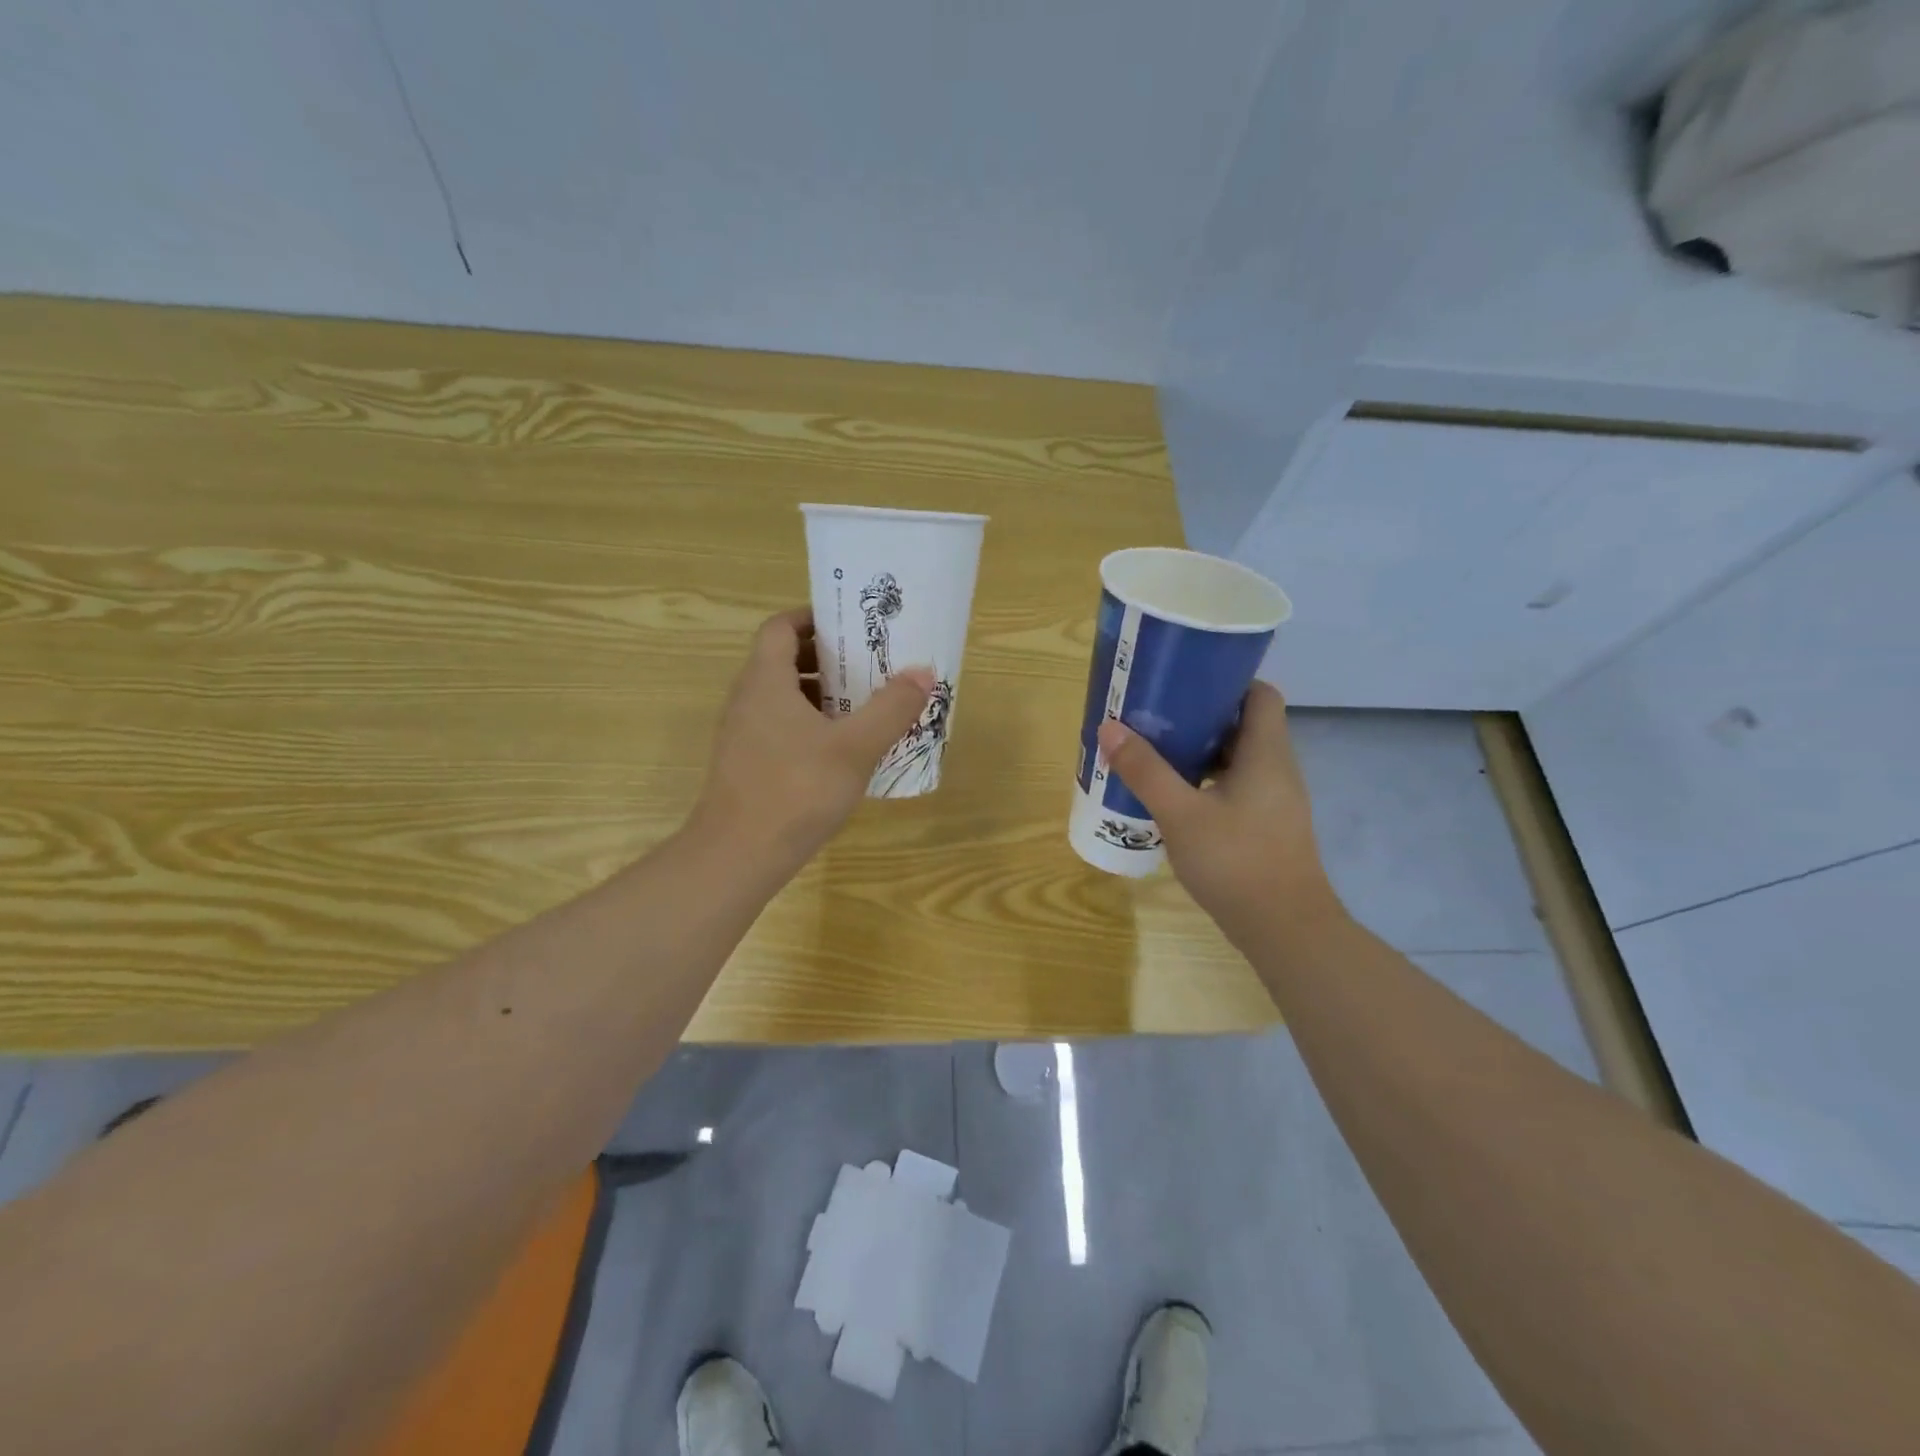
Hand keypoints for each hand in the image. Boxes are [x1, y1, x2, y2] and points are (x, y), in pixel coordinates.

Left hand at [691, 607, 933, 877]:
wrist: (738, 856)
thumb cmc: (796, 790)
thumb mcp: (855, 747)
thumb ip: (892, 708)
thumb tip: (923, 673)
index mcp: (766, 681)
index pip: (782, 627)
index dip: (814, 618)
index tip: (852, 626)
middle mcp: (748, 700)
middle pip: (785, 661)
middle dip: (829, 658)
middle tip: (871, 666)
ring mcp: (744, 734)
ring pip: (785, 698)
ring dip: (824, 695)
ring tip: (866, 706)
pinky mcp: (748, 764)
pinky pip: (782, 727)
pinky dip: (812, 726)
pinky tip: (844, 751)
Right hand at [1097, 682, 1343, 940]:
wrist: (1285, 930)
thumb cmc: (1236, 862)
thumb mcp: (1181, 813)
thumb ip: (1145, 770)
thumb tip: (1109, 727)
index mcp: (1266, 753)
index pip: (1259, 694)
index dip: (1226, 681)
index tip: (1183, 681)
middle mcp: (1276, 769)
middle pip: (1243, 724)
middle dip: (1200, 715)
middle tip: (1155, 715)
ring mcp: (1274, 801)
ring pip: (1237, 758)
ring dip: (1200, 751)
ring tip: (1155, 751)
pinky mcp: (1265, 827)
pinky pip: (1235, 787)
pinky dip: (1206, 781)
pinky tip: (1173, 797)